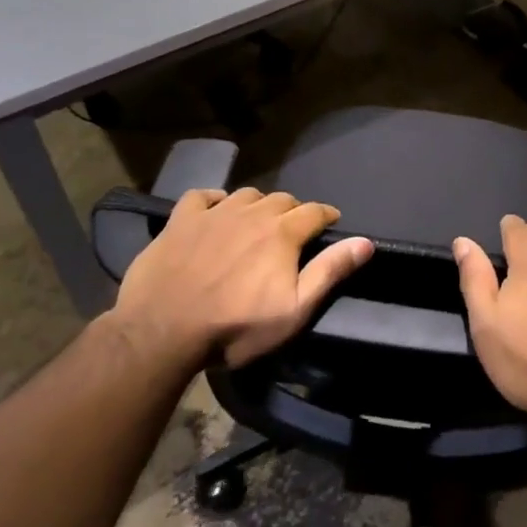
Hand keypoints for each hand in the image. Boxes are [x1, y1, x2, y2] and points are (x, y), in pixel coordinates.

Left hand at [115, 188, 372, 370]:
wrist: (161, 331)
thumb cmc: (234, 327)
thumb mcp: (293, 310)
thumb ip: (330, 272)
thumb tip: (365, 242)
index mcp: (282, 233)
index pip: (315, 211)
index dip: (326, 215)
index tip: (330, 223)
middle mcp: (252, 213)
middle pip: (282, 200)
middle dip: (293, 211)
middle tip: (292, 231)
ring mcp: (214, 213)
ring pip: (246, 195)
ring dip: (258, 205)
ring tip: (256, 223)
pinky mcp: (180, 220)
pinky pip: (203, 196)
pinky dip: (214, 200)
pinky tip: (215, 211)